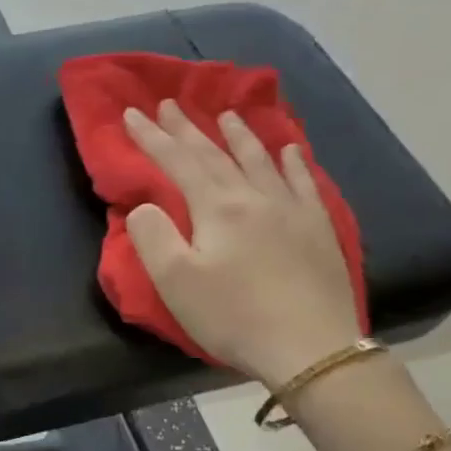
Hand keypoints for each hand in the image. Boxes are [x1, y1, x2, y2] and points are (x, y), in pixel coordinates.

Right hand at [124, 102, 361, 388]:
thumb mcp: (175, 281)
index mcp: (218, 207)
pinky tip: (288, 150)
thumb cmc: (233, 315)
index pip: (178, 162)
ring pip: (260, 160)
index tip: (133, 113)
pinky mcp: (317, 229)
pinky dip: (290, 161)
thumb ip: (152, 236)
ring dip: (239, 136)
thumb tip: (145, 206)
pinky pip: (302, 182)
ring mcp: (292, 210)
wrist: (311, 347)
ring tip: (226, 116)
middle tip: (170, 104)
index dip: (152, 138)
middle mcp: (256, 196)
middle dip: (188, 129)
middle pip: (216, 154)